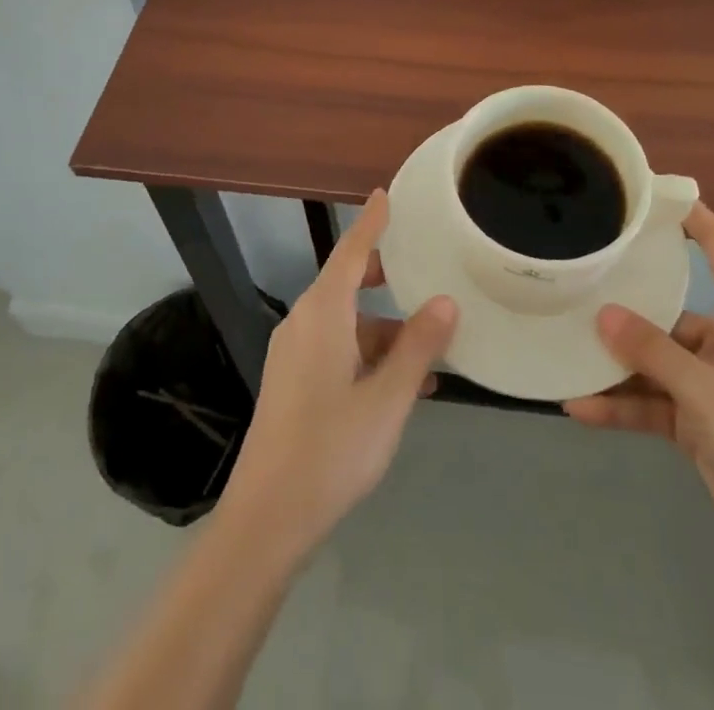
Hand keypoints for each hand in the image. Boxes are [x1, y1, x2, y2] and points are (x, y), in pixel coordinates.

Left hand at [219, 190, 457, 562]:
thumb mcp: (387, 399)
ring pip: (345, 323)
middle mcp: (303, 323)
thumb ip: (418, 347)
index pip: (350, 251)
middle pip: (346, 283)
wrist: (267, 519)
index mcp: (322, 314)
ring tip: (429, 352)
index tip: (385, 194)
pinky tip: (400, 386)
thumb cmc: (331, 449)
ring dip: (383, 330)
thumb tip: (446, 301)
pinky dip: (367, 354)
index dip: (371, 222)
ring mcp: (293, 354)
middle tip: (422, 270)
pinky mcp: (292, 382)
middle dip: (383, 277)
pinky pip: (335, 349)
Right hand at [563, 203, 713, 567]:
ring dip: (616, 363)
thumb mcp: (708, 392)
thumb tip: (602, 314)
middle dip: (624, 304)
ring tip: (564, 349)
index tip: (646, 195)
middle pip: (669, 308)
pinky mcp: (701, 422)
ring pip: (655, 360)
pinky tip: (580, 407)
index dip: (688, 216)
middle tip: (574, 282)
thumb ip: (653, 352)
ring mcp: (713, 382)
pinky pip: (654, 403)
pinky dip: (623, 406)